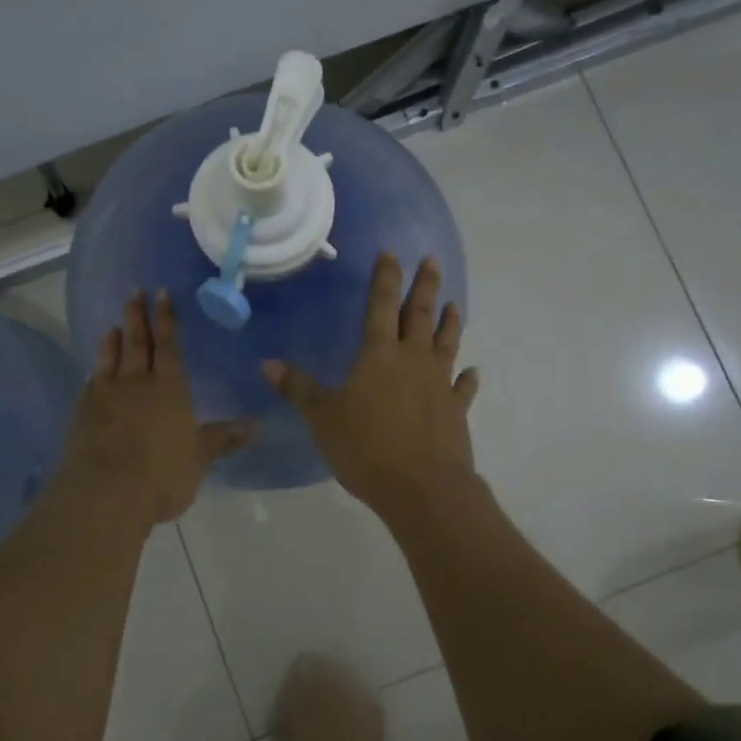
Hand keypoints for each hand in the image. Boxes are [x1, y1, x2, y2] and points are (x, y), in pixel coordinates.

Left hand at [60, 292, 251, 524]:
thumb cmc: (162, 473)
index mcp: (169, 388)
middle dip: (137, 316)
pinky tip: (95, 373)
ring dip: (113, 340)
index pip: (169, 346)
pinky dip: (96, 371)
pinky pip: (91, 383)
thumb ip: (222, 438)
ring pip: (110, 358)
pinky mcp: (82, 413)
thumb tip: (256, 426)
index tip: (161, 293)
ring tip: (114, 325)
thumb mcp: (199, 457)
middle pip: (137, 343)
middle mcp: (136, 383)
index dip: (166, 319)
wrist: (106, 493)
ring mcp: (105, 396)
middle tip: (134, 292)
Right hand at [263, 253, 479, 516]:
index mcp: (379, 354)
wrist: (420, 487)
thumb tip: (268, 364)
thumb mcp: (322, 417)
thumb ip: (298, 388)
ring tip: (453, 303)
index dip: (385, 278)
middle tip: (431, 260)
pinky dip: (467, 379)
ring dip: (449, 322)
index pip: (381, 305)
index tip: (390, 253)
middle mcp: (413, 360)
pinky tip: (472, 372)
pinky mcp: (455, 411)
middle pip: (420, 315)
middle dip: (423, 285)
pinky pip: (463, 388)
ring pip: (446, 343)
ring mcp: (439, 384)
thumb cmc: (365, 447)